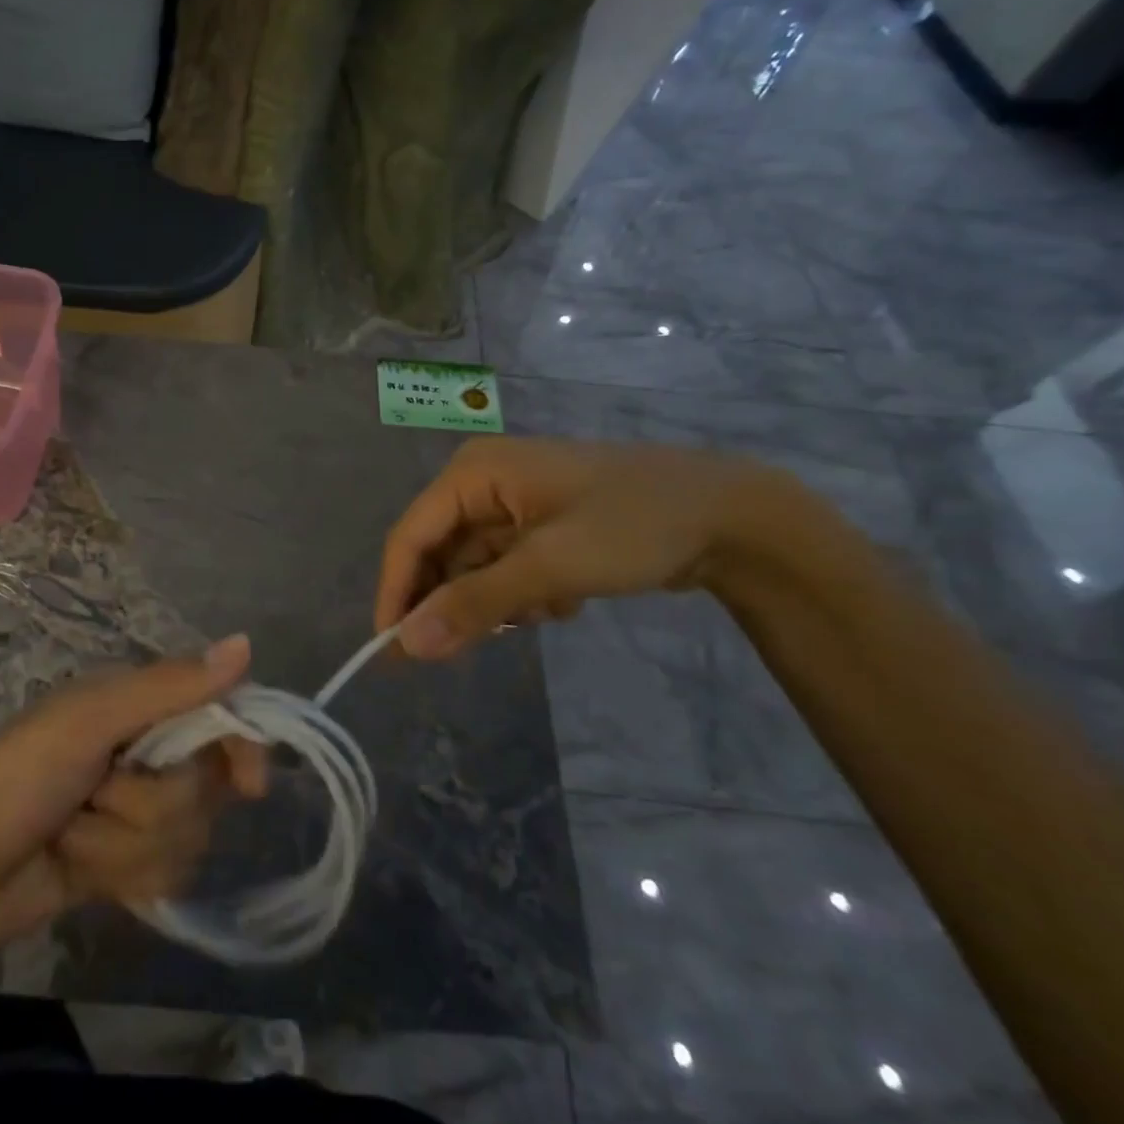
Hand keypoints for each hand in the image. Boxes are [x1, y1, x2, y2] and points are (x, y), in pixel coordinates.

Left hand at [0, 638, 266, 963]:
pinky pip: (165, 875)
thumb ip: (169, 689)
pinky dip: (122, 877)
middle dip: (151, 804)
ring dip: (124, 845)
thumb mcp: (89, 723)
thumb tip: (247, 644)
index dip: (239, 746)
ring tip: (72, 836)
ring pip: (186, 837)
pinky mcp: (123, 866)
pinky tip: (79, 871)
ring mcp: (133, 813)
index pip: (219, 715)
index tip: (250, 785)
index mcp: (137, 704)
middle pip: (205, 787)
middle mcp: (144, 752)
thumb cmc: (12, 780)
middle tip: (98, 795)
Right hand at [375, 437, 774, 659]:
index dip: (396, 593)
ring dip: (499, 601)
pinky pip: (504, 568)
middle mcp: (482, 481)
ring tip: (547, 610)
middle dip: (456, 602)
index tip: (392, 651)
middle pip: (439, 553)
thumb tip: (406, 645)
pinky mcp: (538, 523)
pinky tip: (565, 600)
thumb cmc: (631, 526)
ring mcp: (511, 502)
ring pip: (473, 567)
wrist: (732, 516)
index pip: (410, 537)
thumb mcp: (549, 567)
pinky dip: (524, 594)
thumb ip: (474, 605)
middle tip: (464, 650)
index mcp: (472, 473)